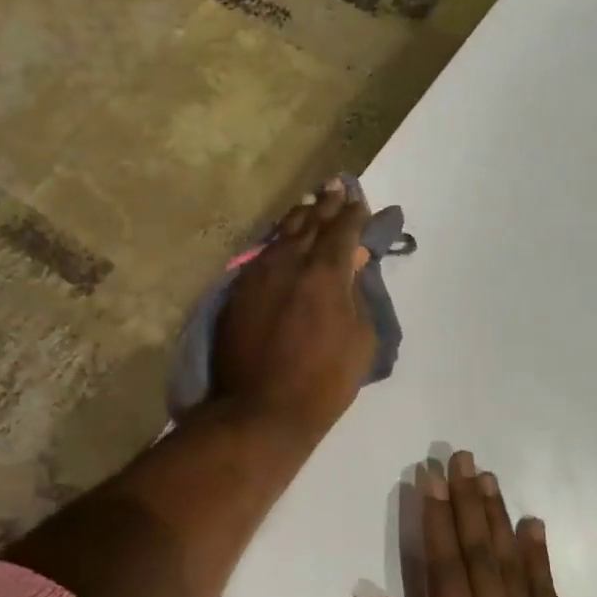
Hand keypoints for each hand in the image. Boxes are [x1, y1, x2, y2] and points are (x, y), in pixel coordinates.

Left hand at [211, 178, 376, 441]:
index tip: (359, 200)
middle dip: (326, 204)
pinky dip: (276, 243)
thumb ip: (356, 294)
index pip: (342, 230)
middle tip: (335, 186)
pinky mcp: (237, 292)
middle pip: (310, 223)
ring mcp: (257, 275)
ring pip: (280, 235)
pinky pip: (260, 256)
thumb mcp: (360, 340)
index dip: (353, 213)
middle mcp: (289, 263)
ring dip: (298, 218)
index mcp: (325, 273)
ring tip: (309, 205)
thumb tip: (352, 262)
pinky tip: (281, 240)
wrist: (260, 411)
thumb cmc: (323, 382)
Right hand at [358, 451, 596, 596]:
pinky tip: (533, 525)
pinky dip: (538, 556)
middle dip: (467, 502)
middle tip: (459, 457)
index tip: (428, 479)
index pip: (446, 569)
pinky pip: (547, 593)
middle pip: (481, 554)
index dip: (436, 520)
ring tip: (486, 476)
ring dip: (498, 516)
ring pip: (514, 564)